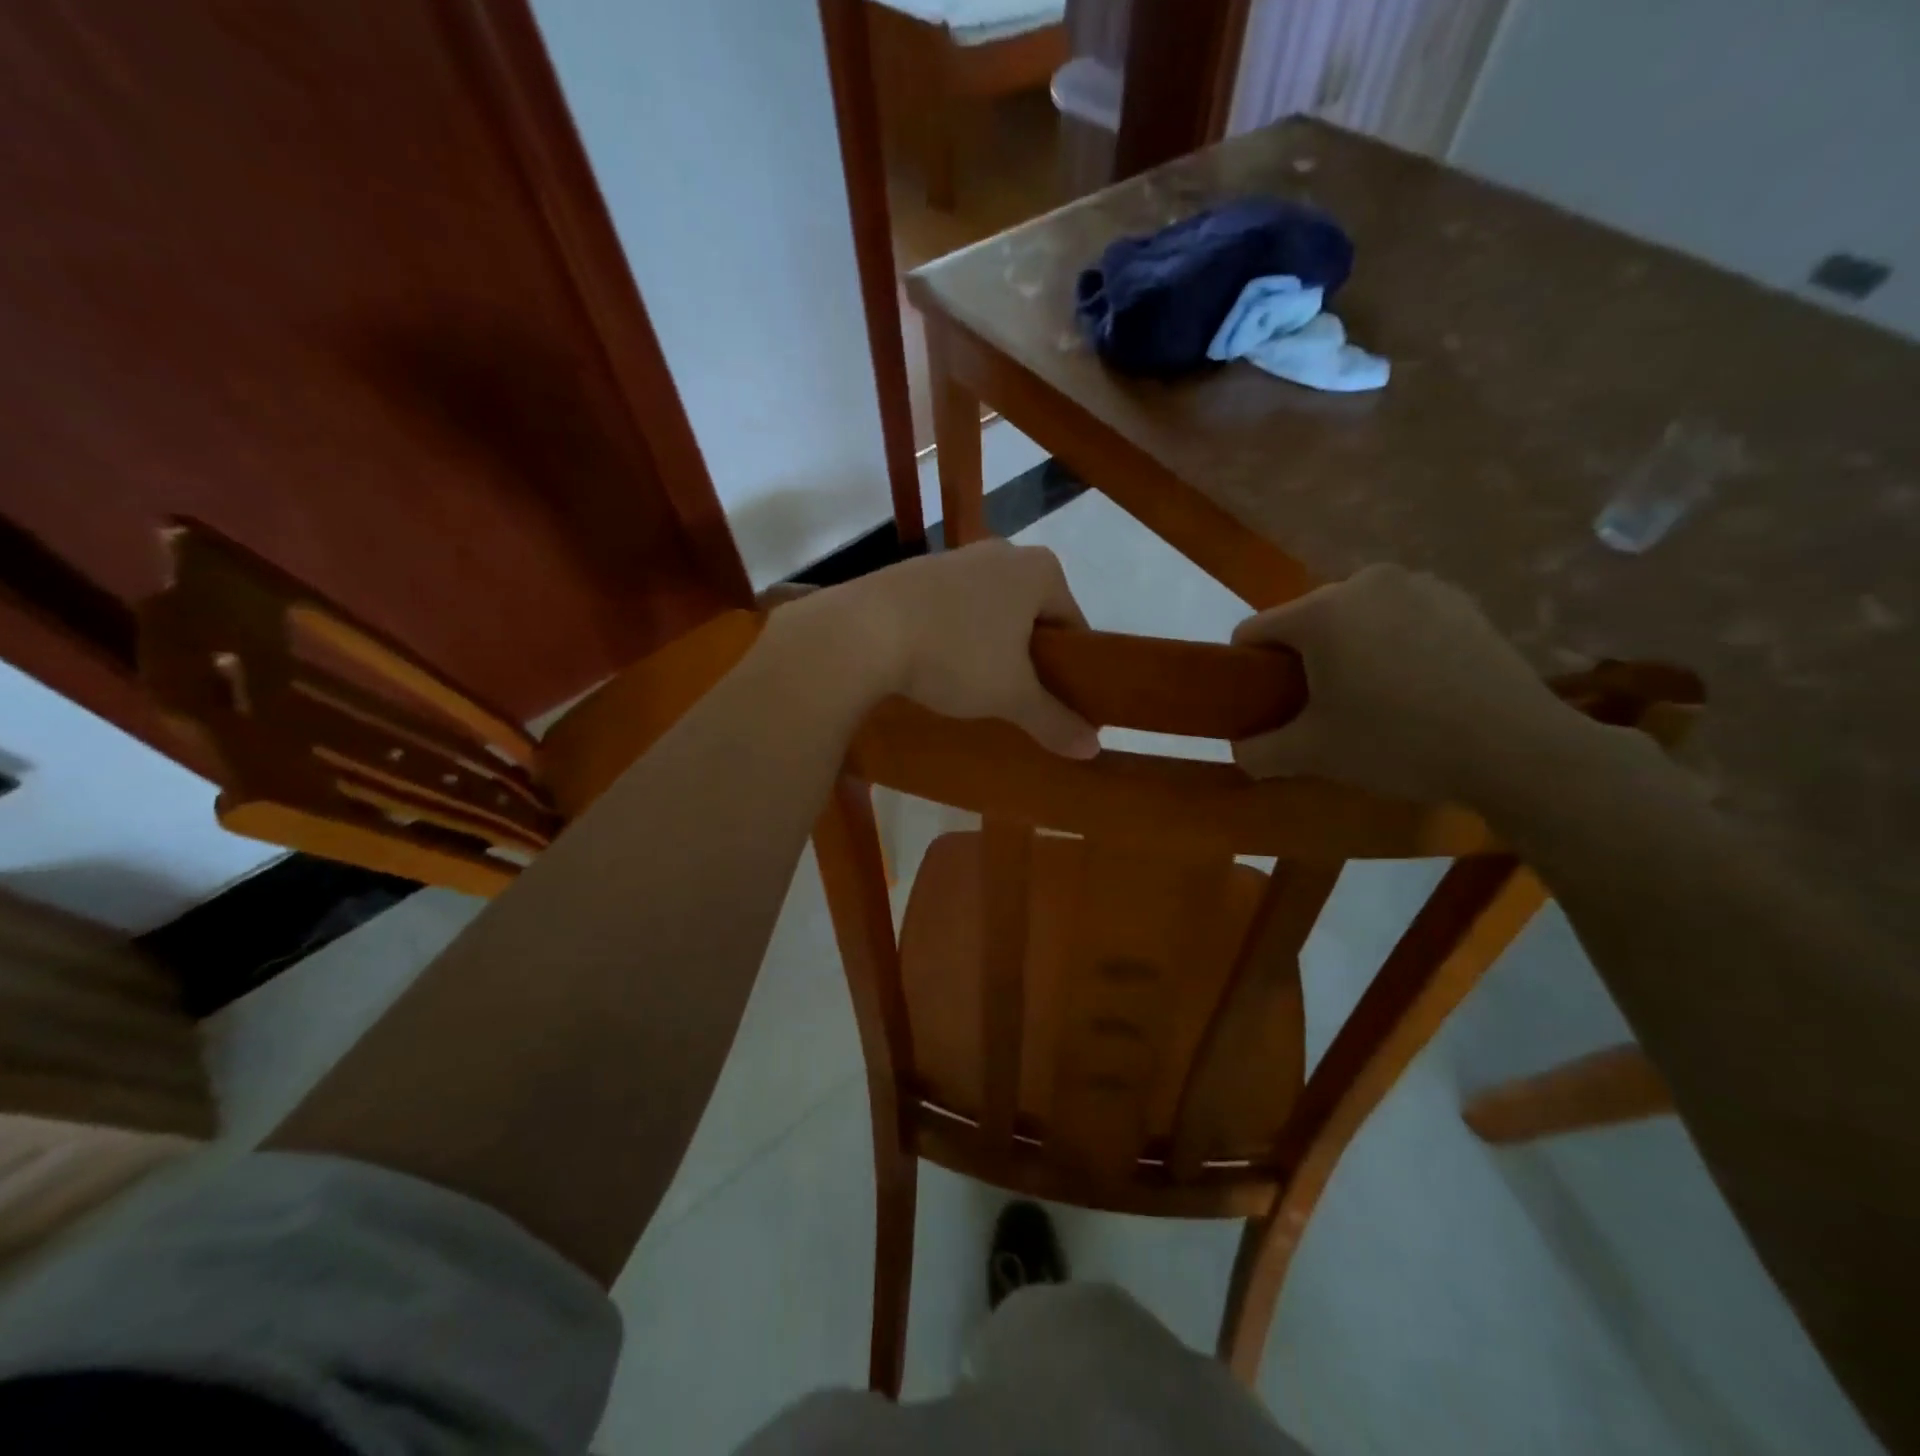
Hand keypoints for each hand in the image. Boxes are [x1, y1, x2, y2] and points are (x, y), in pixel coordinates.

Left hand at [822, 540, 1099, 758]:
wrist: (861, 631)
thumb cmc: (955, 655)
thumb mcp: (1011, 696)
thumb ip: (1054, 720)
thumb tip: (1093, 749)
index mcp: (1040, 571)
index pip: (1074, 625)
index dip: (1073, 669)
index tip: (1061, 704)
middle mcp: (1003, 552)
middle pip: (1032, 615)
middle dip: (1030, 657)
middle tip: (1020, 700)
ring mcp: (956, 558)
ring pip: (991, 611)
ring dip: (991, 647)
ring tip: (977, 688)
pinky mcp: (916, 572)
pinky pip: (953, 608)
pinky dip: (956, 636)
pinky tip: (940, 666)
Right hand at [1231, 564, 1579, 801]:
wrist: (1514, 748)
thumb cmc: (1397, 743)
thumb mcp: (1312, 755)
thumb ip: (1259, 752)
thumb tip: (1240, 750)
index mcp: (1320, 611)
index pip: (1254, 632)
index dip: (1248, 670)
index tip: (1266, 704)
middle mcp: (1364, 582)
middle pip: (1306, 620)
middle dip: (1304, 660)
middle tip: (1322, 708)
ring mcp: (1418, 585)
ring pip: (1355, 617)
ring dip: (1349, 649)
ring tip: (1374, 696)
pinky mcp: (1459, 599)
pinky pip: (1400, 617)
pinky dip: (1393, 643)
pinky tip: (1417, 684)